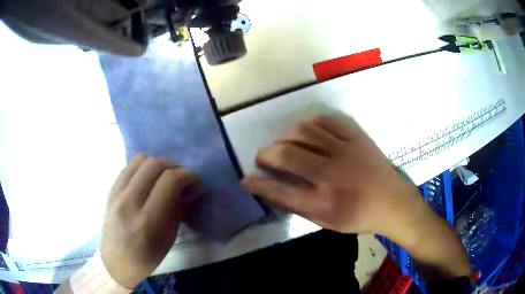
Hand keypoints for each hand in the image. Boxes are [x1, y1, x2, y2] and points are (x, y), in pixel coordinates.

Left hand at [101, 155, 198, 287]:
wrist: (117, 262)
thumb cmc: (147, 257)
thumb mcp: (169, 238)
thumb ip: (180, 209)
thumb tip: (195, 189)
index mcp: (148, 221)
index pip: (169, 182)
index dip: (186, 175)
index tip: (194, 181)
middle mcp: (129, 202)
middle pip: (154, 165)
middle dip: (173, 166)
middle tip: (180, 178)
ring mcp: (116, 194)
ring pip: (139, 160)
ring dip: (157, 163)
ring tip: (164, 176)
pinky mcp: (110, 190)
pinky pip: (128, 167)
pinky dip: (142, 167)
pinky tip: (148, 179)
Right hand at [243, 115, 422, 235]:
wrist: (393, 202)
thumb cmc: (359, 217)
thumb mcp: (327, 222)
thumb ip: (298, 207)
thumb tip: (271, 190)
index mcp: (324, 203)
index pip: (279, 191)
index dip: (257, 184)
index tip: (246, 180)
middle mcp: (332, 175)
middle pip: (286, 155)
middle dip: (265, 154)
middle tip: (262, 157)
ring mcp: (346, 152)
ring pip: (303, 132)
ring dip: (284, 136)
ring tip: (281, 143)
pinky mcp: (356, 137)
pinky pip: (326, 121)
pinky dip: (309, 124)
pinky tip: (305, 132)